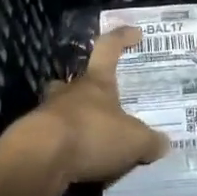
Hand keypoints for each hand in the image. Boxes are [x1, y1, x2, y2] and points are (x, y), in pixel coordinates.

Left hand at [3, 27, 167, 190]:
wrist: (39, 159)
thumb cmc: (91, 135)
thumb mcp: (134, 141)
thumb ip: (149, 141)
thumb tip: (163, 143)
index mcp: (96, 82)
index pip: (109, 49)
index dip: (122, 38)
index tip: (136, 33)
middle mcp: (69, 92)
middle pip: (78, 81)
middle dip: (89, 88)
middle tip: (104, 101)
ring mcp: (47, 115)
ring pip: (61, 109)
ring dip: (75, 120)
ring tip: (92, 137)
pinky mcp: (33, 141)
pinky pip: (54, 139)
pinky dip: (66, 147)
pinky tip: (79, 163)